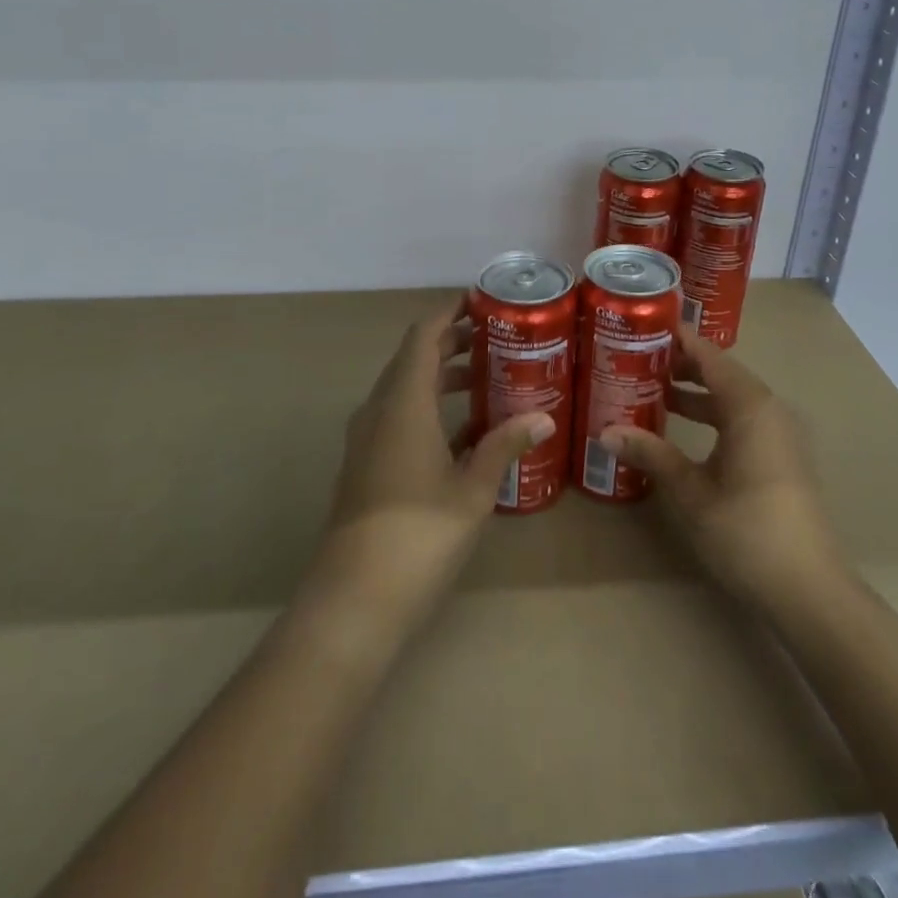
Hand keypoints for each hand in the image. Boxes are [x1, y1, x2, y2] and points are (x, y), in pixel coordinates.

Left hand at [312, 298, 553, 625]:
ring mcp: (368, 438)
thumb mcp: (472, 488)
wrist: (355, 596)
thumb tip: (543, 418)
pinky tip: (464, 431)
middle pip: (413, 359)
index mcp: (403, 401)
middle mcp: (379, 409)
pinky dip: (429, 409)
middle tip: (495, 338)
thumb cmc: (419, 532)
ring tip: (486, 378)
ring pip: (405, 389)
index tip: (479, 301)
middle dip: (451, 343)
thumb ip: (504, 447)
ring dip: (440, 377)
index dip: (448, 313)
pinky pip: (398, 417)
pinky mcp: (366, 464)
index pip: (423, 336)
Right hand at [603, 328, 843, 613]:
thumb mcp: (691, 491)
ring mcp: (779, 434)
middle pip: (721, 373)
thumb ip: (651, 454)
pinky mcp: (780, 457)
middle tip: (636, 359)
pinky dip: (712, 415)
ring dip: (695, 393)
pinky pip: (741, 419)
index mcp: (750, 406)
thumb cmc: (746, 531)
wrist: (808, 589)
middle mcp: (769, 410)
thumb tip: (606, 432)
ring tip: (650, 390)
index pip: (710, 356)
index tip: (643, 327)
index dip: (678, 340)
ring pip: (731, 398)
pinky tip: (681, 429)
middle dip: (681, 365)